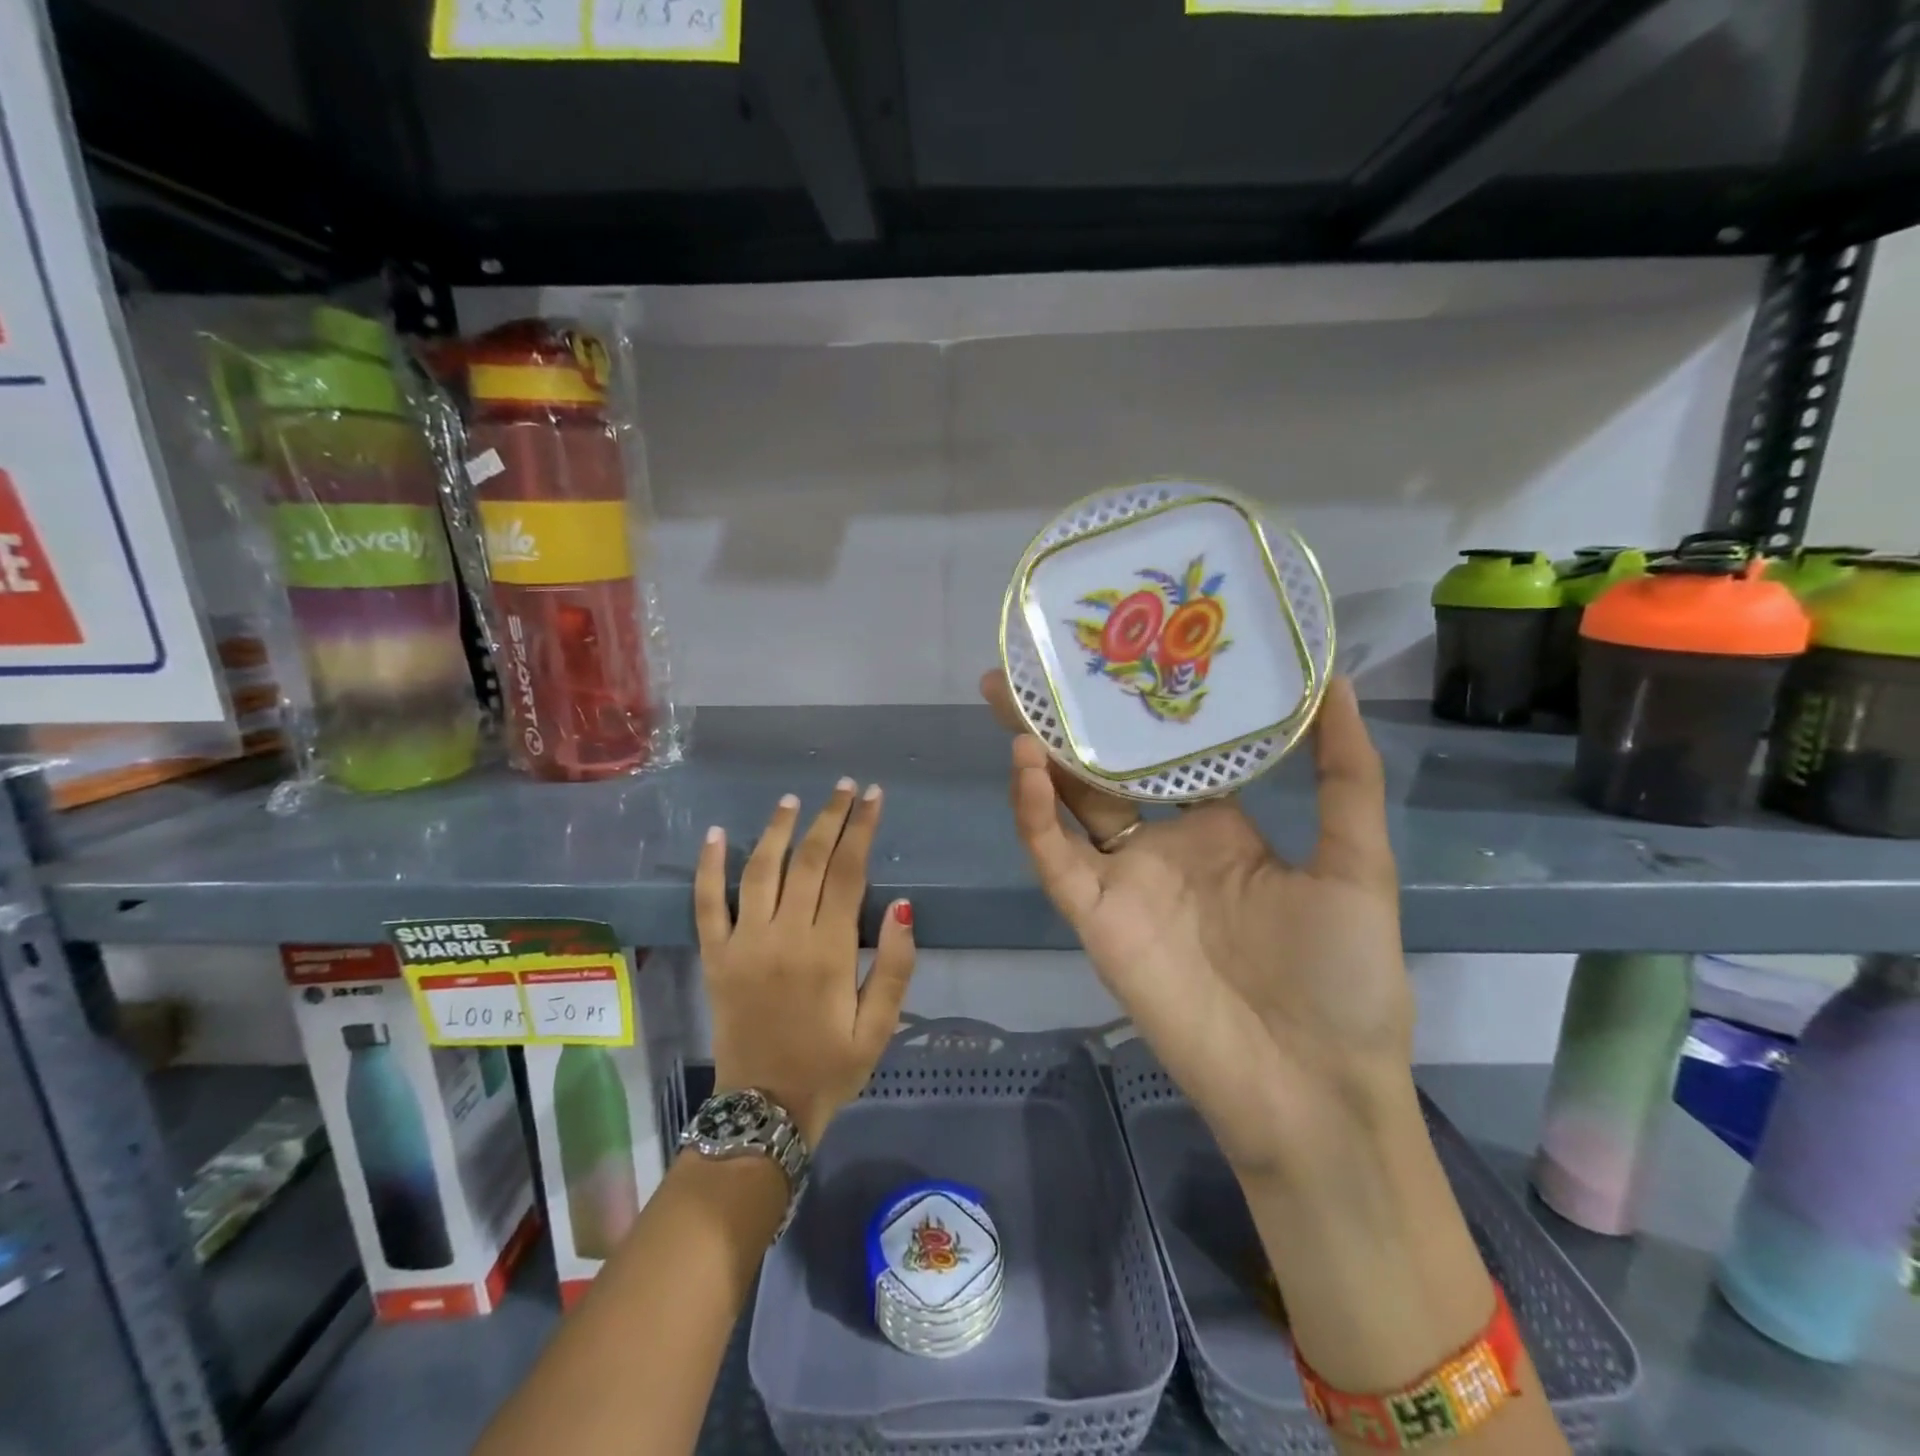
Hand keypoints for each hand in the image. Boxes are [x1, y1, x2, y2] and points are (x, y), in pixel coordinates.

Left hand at [694, 780, 916, 1148]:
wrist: (764, 1112)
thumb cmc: (830, 1068)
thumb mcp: (879, 1027)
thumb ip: (896, 966)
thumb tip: (904, 906)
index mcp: (829, 950)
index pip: (849, 871)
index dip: (862, 829)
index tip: (873, 797)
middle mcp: (785, 935)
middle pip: (809, 860)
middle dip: (830, 817)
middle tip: (844, 786)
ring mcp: (744, 943)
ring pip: (760, 870)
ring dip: (777, 829)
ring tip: (792, 799)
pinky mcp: (715, 957)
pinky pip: (707, 904)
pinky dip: (708, 867)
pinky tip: (713, 835)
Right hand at [983, 671, 1412, 1180]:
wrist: (1313, 1091)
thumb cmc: (1344, 977)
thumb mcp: (1356, 863)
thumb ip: (1344, 774)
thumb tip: (1337, 681)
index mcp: (1219, 827)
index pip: (1172, 752)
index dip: (1149, 706)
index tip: (1131, 649)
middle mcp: (1163, 845)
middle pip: (1104, 769)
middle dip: (1071, 719)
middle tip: (1039, 662)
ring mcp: (1123, 880)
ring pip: (1066, 804)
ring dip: (1036, 752)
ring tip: (1012, 695)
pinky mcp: (1095, 917)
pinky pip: (1055, 858)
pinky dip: (1034, 813)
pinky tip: (1026, 763)